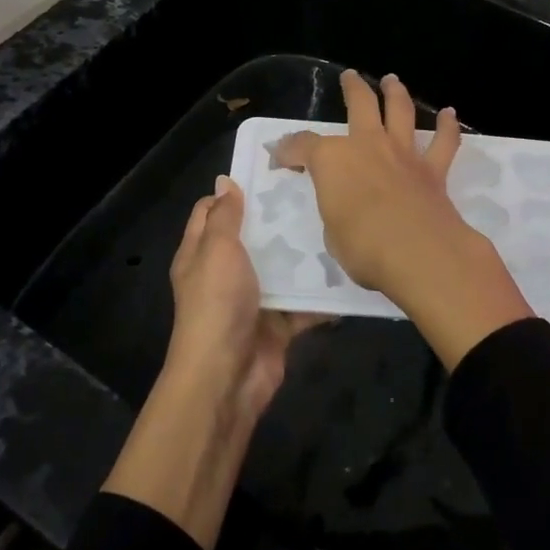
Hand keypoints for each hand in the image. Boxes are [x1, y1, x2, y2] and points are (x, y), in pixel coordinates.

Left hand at [164, 176, 325, 422]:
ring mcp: (253, 299)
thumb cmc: (217, 304)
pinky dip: (322, 292)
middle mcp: (225, 273)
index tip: (270, 172)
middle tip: (315, 191)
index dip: (235, 191)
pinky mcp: (278, 323)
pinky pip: (303, 301)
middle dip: (278, 217)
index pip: (212, 211)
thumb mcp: (216, 250)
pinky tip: (348, 269)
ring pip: (281, 267)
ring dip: (304, 252)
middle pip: (252, 237)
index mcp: (201, 253)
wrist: (227, 377)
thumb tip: (224, 181)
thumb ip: (223, 217)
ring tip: (337, 222)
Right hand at [272, 71, 531, 368]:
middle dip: (352, 88)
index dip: (288, 151)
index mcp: (332, 160)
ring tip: (392, 81)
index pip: (303, 146)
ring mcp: (402, 154)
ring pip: (400, 111)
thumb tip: (343, 205)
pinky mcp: (433, 170)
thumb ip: (336, 210)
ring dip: (395, 93)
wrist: (419, 253)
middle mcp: (367, 145)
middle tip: (350, 77)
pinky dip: (448, 127)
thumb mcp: (331, 232)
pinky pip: (443, 142)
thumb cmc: (363, 247)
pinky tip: (450, 114)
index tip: (280, 159)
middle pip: (360, 104)